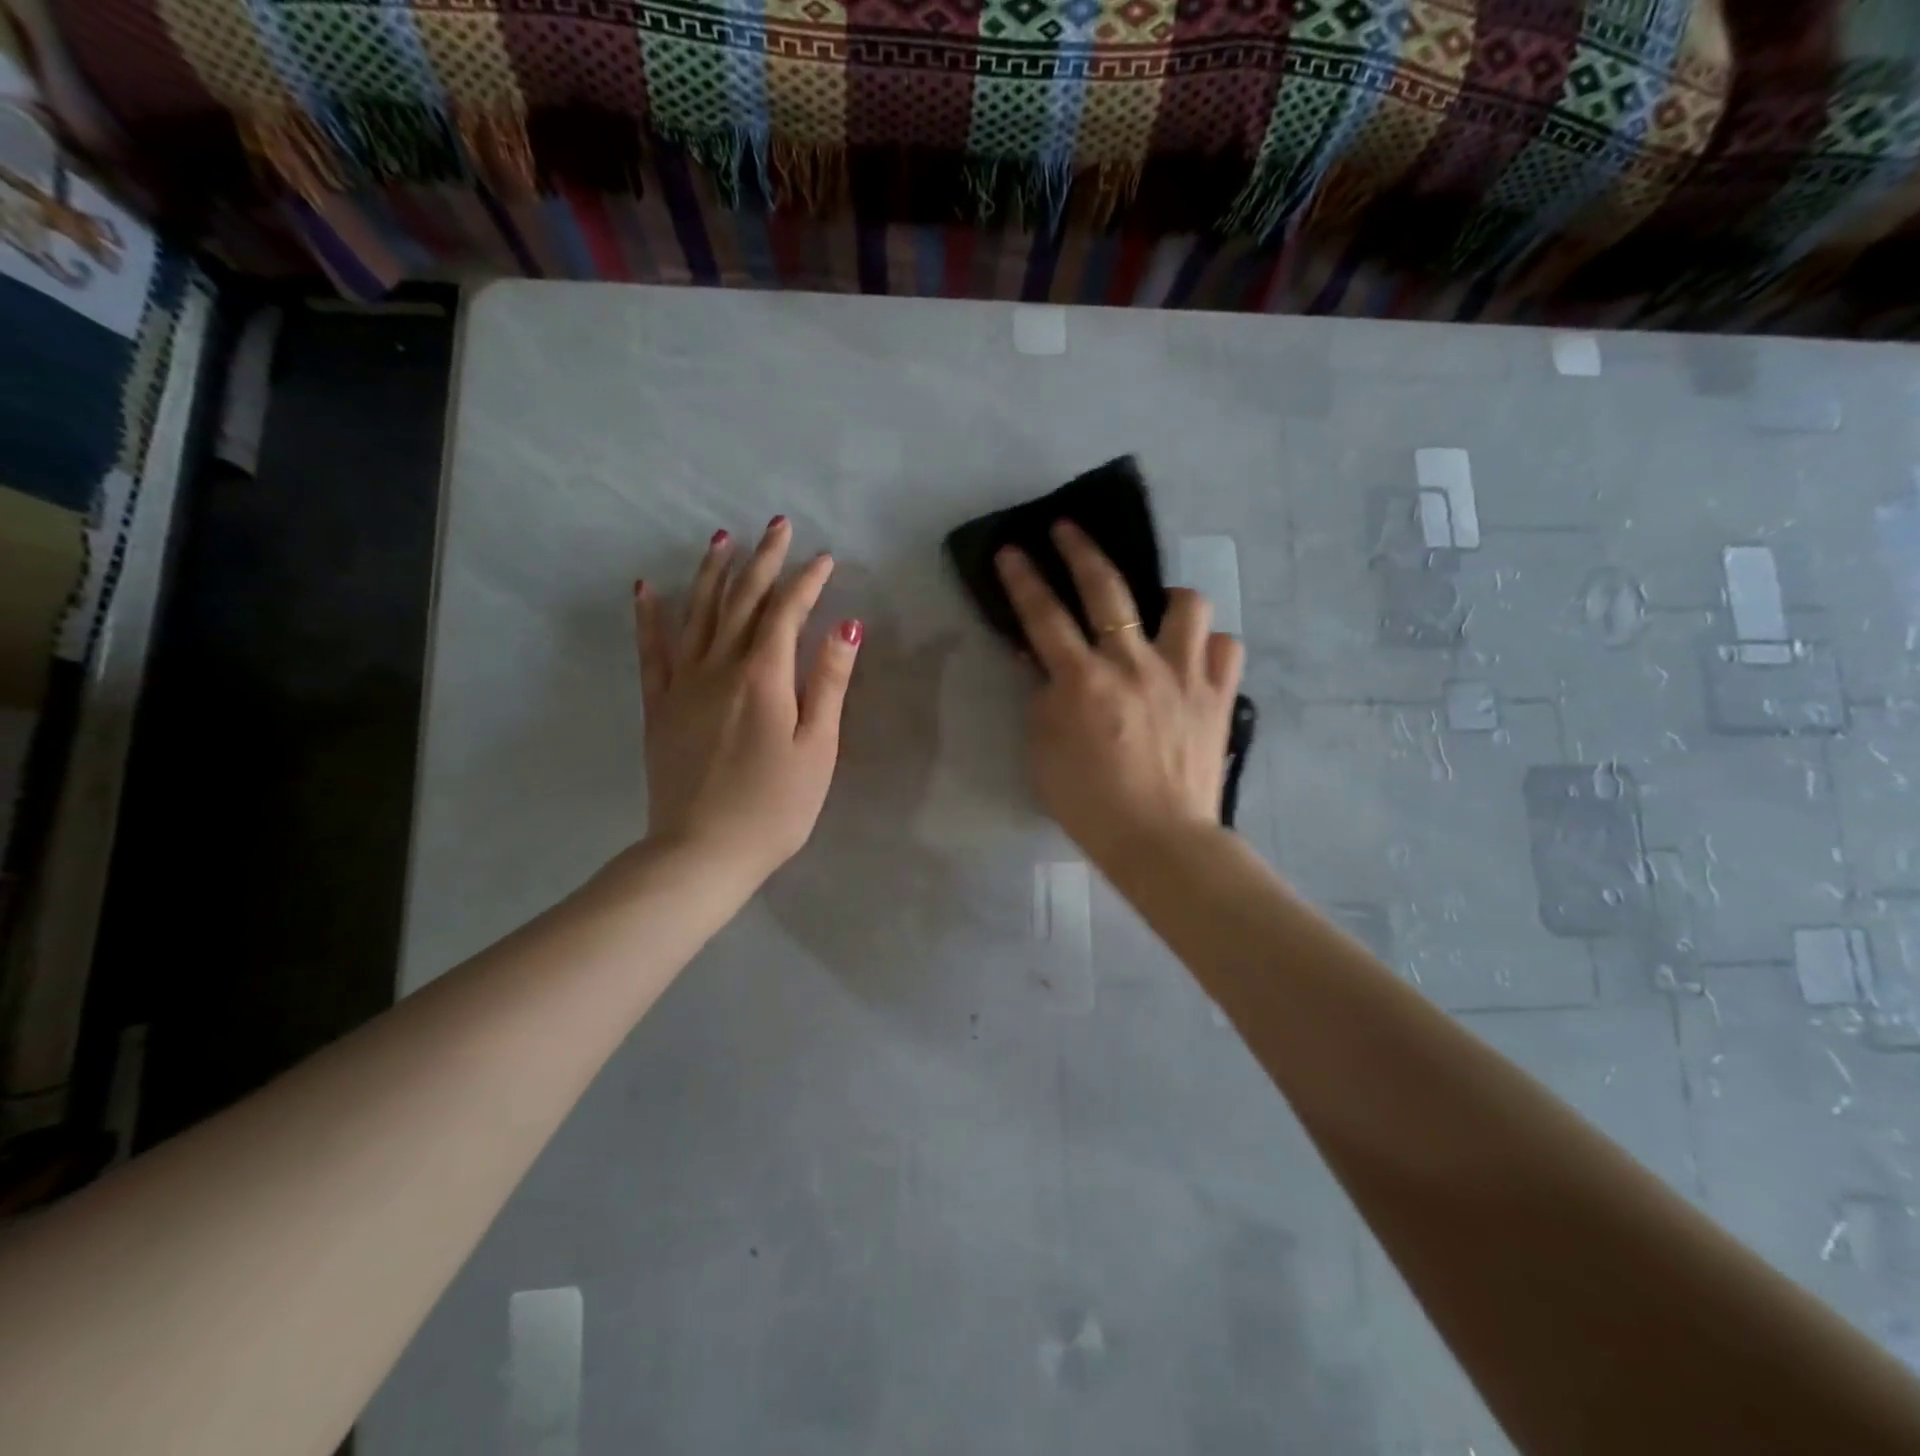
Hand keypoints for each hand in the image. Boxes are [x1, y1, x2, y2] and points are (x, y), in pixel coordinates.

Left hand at [635, 518, 861, 888]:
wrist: (702, 851)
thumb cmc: (774, 806)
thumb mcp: (817, 748)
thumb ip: (828, 683)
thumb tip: (846, 626)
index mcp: (763, 676)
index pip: (786, 612)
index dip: (807, 581)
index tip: (825, 558)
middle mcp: (718, 666)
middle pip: (741, 600)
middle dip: (762, 560)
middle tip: (776, 525)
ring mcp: (682, 684)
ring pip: (696, 613)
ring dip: (711, 572)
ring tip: (721, 539)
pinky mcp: (658, 706)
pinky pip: (651, 650)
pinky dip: (648, 616)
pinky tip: (646, 588)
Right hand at [995, 521, 1242, 867]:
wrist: (1160, 839)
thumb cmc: (1090, 803)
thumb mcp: (1043, 752)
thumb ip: (1041, 698)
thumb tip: (1040, 660)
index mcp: (1083, 682)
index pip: (1044, 615)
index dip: (1024, 579)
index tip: (1013, 549)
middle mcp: (1134, 664)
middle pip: (1107, 588)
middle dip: (1081, 549)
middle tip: (1067, 528)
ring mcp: (1183, 674)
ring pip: (1186, 604)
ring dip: (1168, 599)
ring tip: (1159, 613)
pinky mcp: (1219, 694)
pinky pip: (1226, 647)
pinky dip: (1210, 647)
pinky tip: (1196, 659)